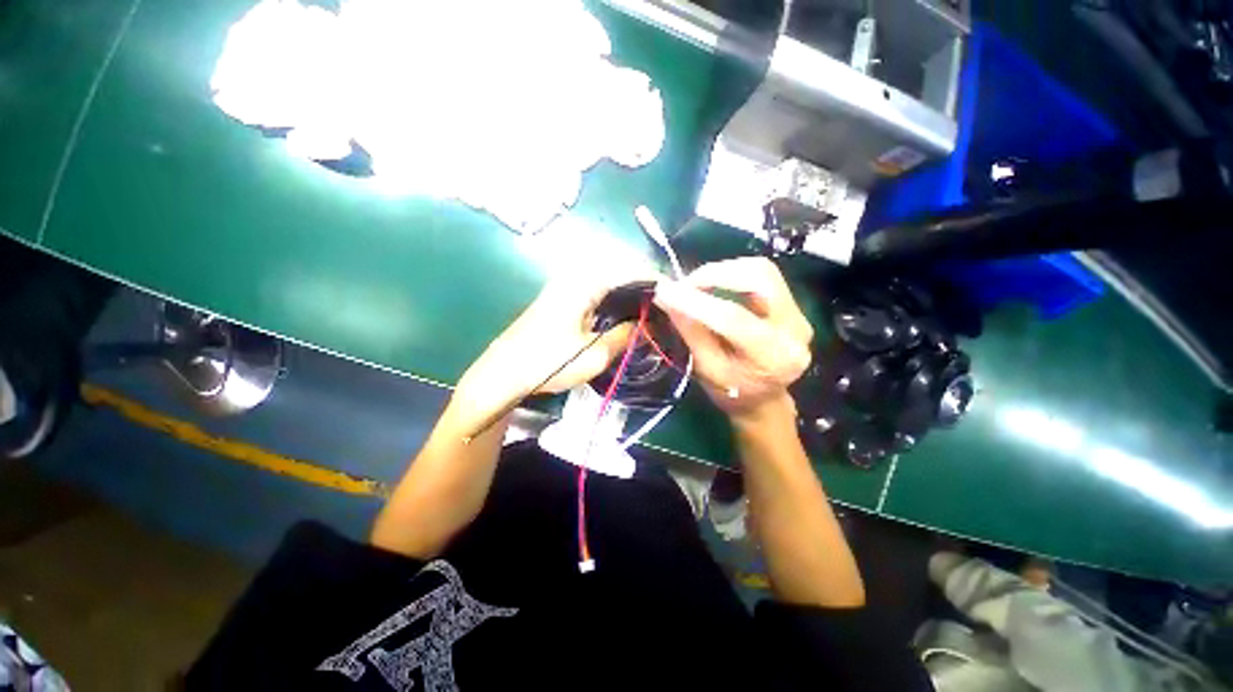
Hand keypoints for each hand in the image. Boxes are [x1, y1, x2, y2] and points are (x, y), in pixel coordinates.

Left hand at [453, 269, 655, 427]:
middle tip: (664, 307)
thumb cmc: (547, 362)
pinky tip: (623, 318)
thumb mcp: (594, 354)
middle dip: (644, 288)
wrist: (503, 373)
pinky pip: (596, 293)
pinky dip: (614, 303)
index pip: (628, 270)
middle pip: (619, 273)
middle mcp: (575, 277)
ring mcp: (566, 287)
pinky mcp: (561, 300)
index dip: (654, 280)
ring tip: (650, 313)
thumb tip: (645, 323)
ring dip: (629, 295)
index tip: (674, 295)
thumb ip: (625, 335)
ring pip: (608, 284)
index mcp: (583, 283)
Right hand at [653, 257, 812, 424]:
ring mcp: (799, 314)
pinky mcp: (793, 305)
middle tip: (685, 285)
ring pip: (762, 271)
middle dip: (715, 274)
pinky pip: (763, 275)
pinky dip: (732, 274)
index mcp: (773, 357)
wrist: (763, 399)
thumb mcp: (706, 368)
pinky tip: (715, 286)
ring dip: (723, 271)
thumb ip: (689, 330)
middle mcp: (795, 330)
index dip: (696, 301)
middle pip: (759, 279)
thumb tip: (666, 296)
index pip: (733, 318)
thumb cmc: (731, 392)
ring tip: (697, 285)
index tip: (665, 291)